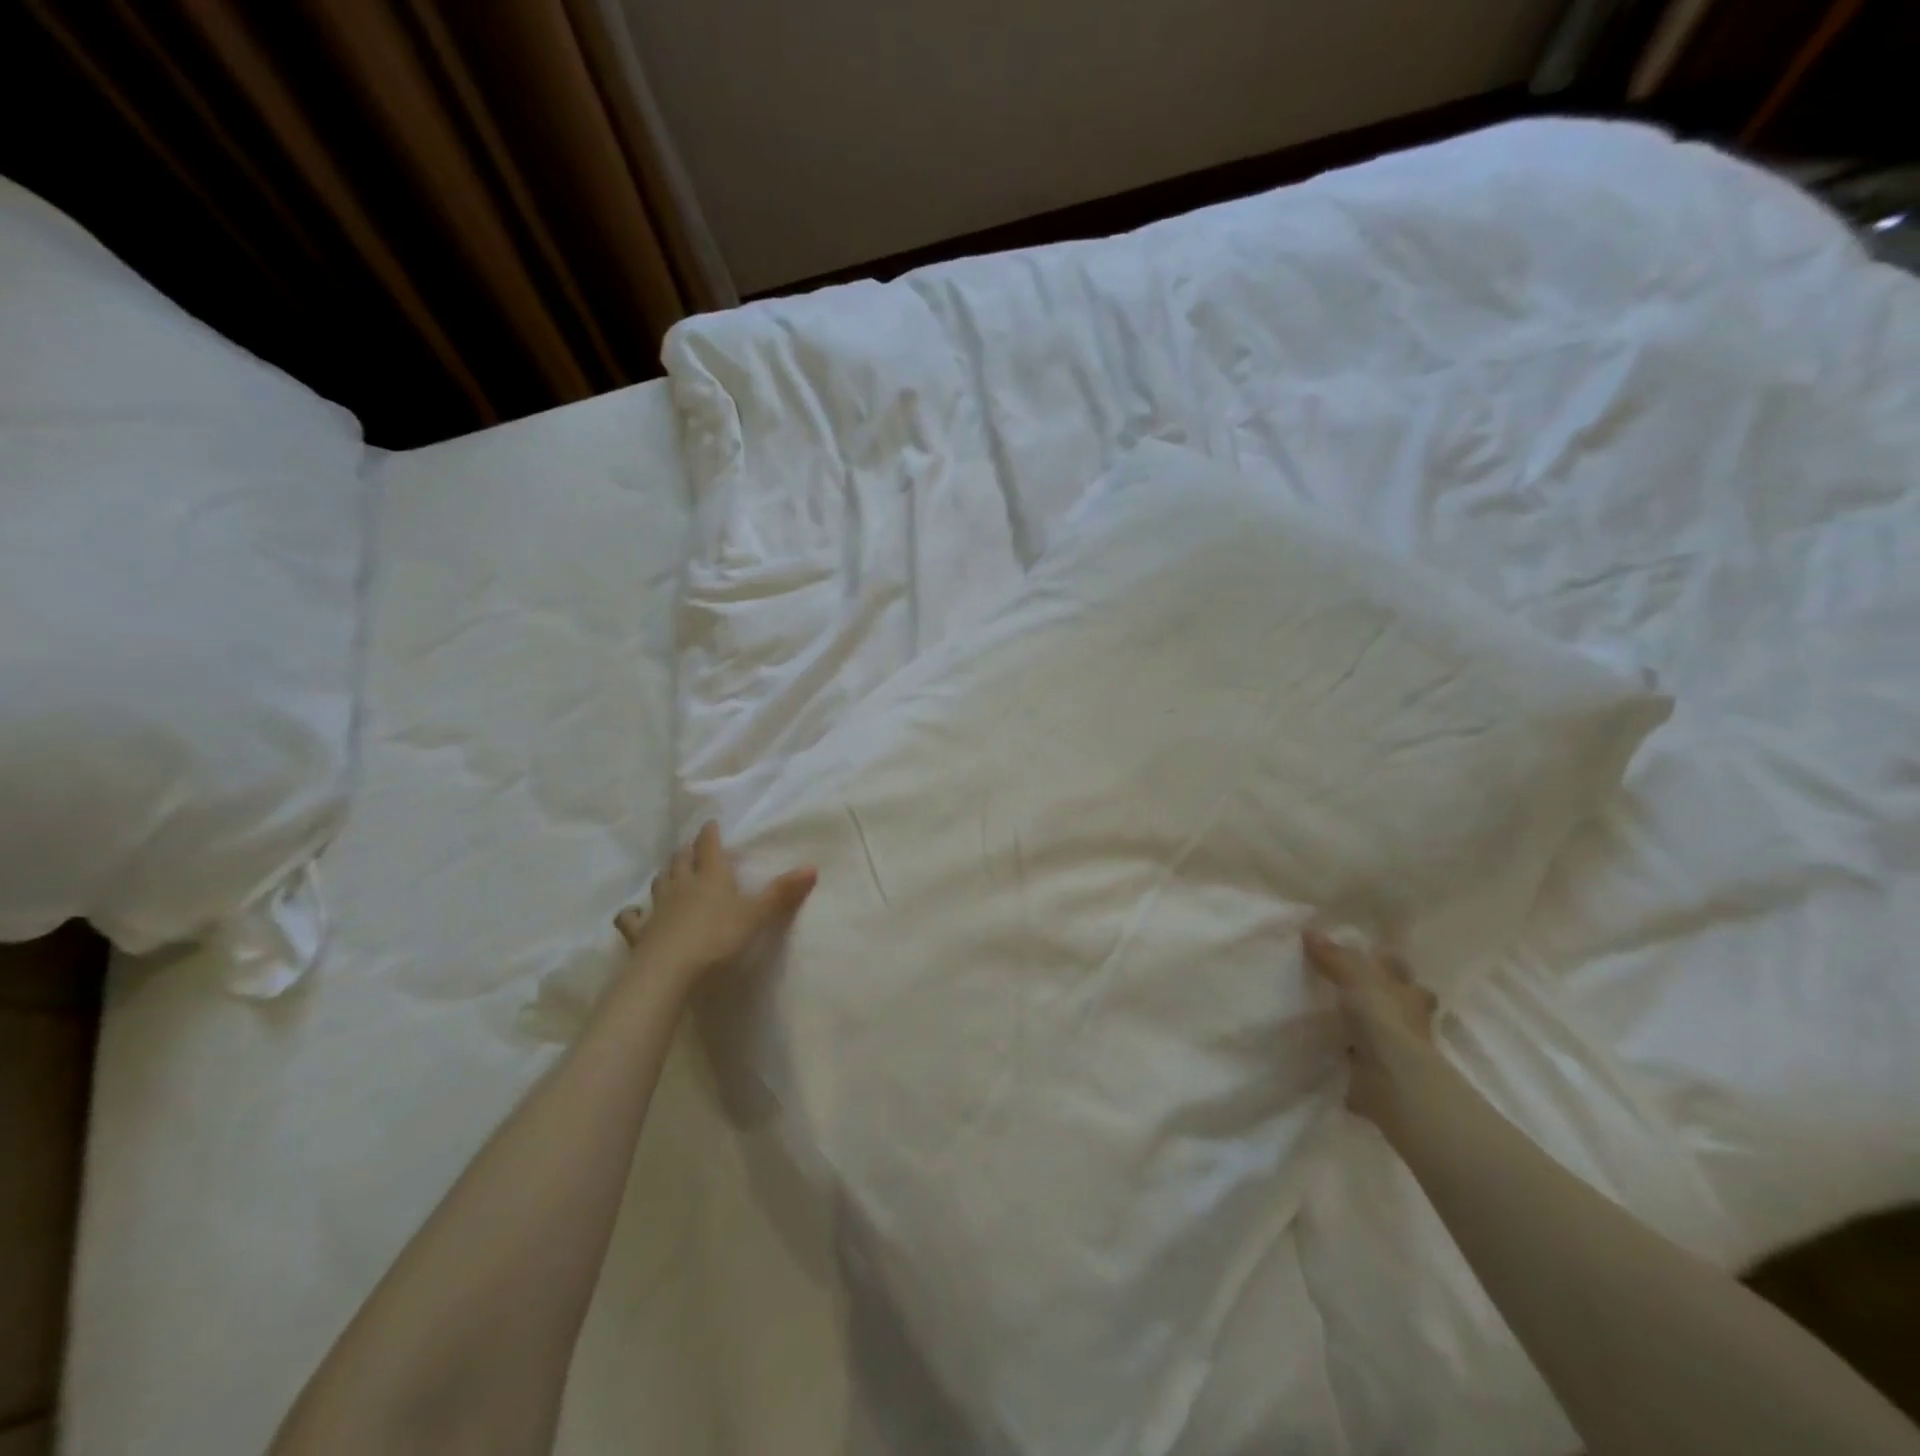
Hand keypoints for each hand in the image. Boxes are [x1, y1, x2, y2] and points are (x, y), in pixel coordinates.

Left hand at [614, 822, 816, 987]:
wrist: (670, 969)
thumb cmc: (718, 937)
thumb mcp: (756, 915)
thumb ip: (782, 893)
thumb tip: (813, 867)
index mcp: (711, 876)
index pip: (709, 846)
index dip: (710, 834)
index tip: (710, 824)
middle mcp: (682, 884)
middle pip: (681, 860)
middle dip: (687, 851)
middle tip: (693, 848)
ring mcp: (658, 907)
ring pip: (660, 881)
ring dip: (666, 874)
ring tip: (671, 872)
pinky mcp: (640, 932)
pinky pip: (632, 917)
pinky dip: (632, 912)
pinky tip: (633, 912)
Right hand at [1304, 928, 1441, 1128]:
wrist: (1392, 1080)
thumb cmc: (1383, 1020)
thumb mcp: (1355, 978)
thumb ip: (1334, 957)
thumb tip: (1309, 931)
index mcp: (1408, 991)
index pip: (1398, 969)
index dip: (1384, 960)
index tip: (1366, 953)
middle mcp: (1409, 1018)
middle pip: (1396, 1000)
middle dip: (1380, 994)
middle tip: (1350, 986)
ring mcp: (1399, 1049)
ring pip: (1382, 1028)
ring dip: (1367, 1025)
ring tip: (1336, 1016)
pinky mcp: (1381, 1073)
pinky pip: (1364, 1057)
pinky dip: (1353, 1054)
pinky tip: (1334, 1049)